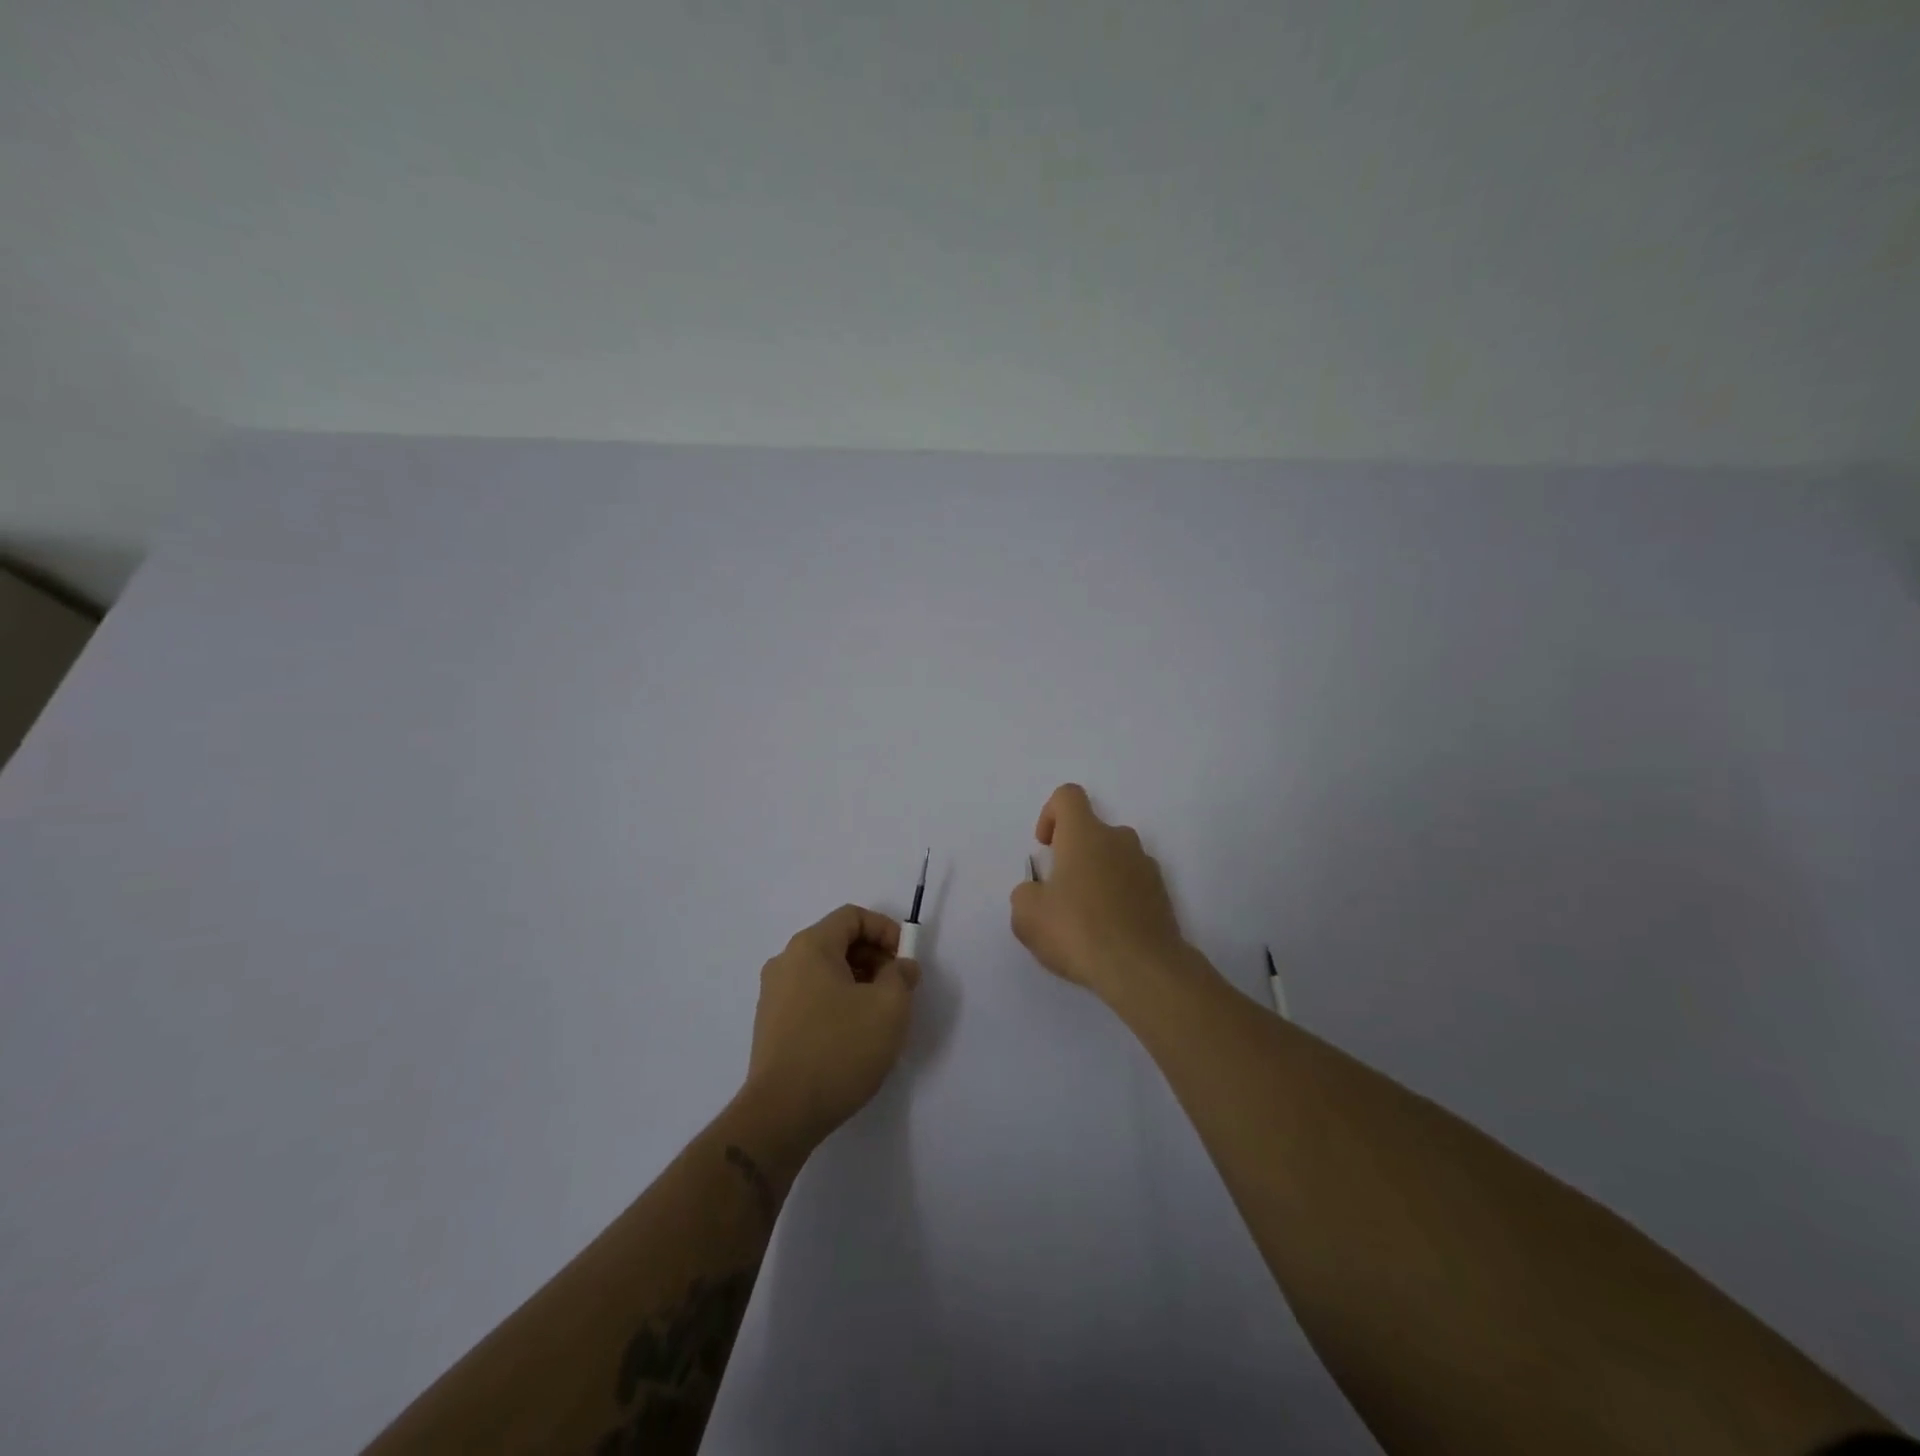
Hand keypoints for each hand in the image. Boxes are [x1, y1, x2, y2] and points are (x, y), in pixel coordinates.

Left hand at [741, 904, 919, 1146]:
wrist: (782, 1114)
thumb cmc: (839, 1049)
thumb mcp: (889, 1007)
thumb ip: (902, 976)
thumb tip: (900, 967)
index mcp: (810, 947)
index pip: (852, 917)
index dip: (886, 930)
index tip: (906, 960)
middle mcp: (785, 962)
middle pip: (838, 942)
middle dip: (874, 958)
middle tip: (898, 989)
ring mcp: (773, 995)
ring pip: (825, 972)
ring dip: (858, 983)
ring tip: (879, 1016)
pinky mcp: (771, 1026)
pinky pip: (811, 997)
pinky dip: (837, 1003)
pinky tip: (853, 1036)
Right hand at [1009, 783, 1191, 1002]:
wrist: (1142, 968)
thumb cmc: (1078, 931)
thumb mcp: (1027, 916)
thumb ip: (1024, 895)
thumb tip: (1036, 893)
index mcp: (1085, 834)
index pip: (1068, 796)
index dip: (1050, 814)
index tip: (1045, 847)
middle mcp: (1119, 840)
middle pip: (1092, 831)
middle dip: (1074, 854)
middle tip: (1060, 892)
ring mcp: (1145, 866)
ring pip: (1114, 858)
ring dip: (1098, 876)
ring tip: (1085, 918)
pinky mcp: (1162, 894)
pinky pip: (1133, 884)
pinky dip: (1118, 898)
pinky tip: (1109, 932)